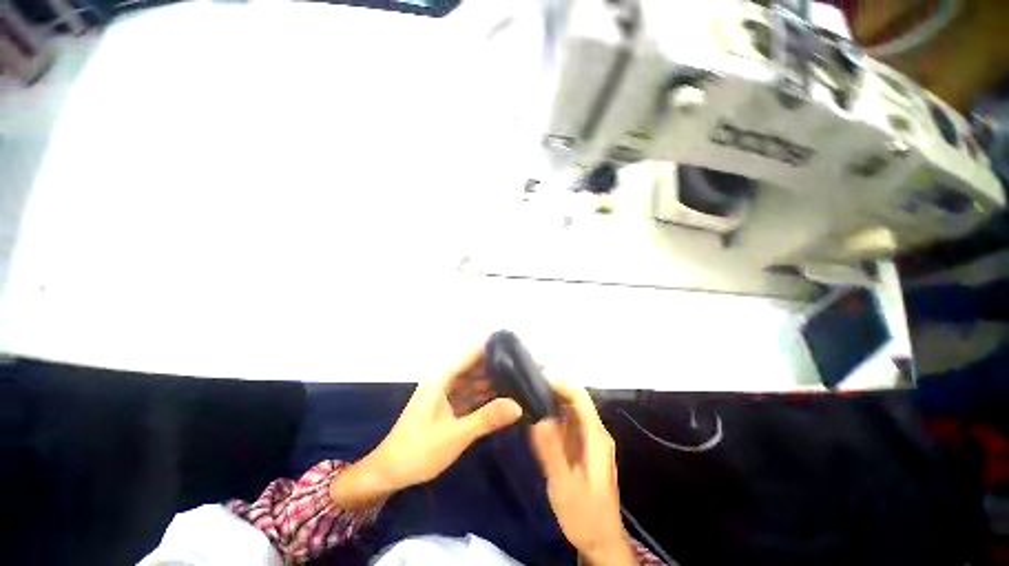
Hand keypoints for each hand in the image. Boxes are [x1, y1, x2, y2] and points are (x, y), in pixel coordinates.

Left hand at [332, 346, 522, 508]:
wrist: (387, 474)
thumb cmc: (418, 451)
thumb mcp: (455, 435)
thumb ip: (487, 418)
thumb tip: (518, 406)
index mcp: (442, 379)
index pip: (470, 354)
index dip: (490, 347)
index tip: (514, 346)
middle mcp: (444, 382)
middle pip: (473, 367)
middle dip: (496, 365)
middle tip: (523, 366)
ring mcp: (445, 395)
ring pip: (473, 382)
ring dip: (491, 381)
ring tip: (518, 379)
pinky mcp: (446, 408)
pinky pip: (469, 396)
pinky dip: (484, 396)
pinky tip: (501, 398)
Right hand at [530, 382, 635, 565]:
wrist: (601, 542)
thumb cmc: (584, 515)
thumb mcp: (564, 485)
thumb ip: (552, 451)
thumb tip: (539, 417)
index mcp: (596, 437)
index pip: (580, 398)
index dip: (561, 385)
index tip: (537, 381)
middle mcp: (595, 434)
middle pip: (575, 402)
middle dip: (553, 392)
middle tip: (527, 390)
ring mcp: (590, 442)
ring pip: (571, 412)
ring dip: (551, 404)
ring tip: (528, 401)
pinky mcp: (583, 450)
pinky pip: (568, 426)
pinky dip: (553, 419)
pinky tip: (537, 422)